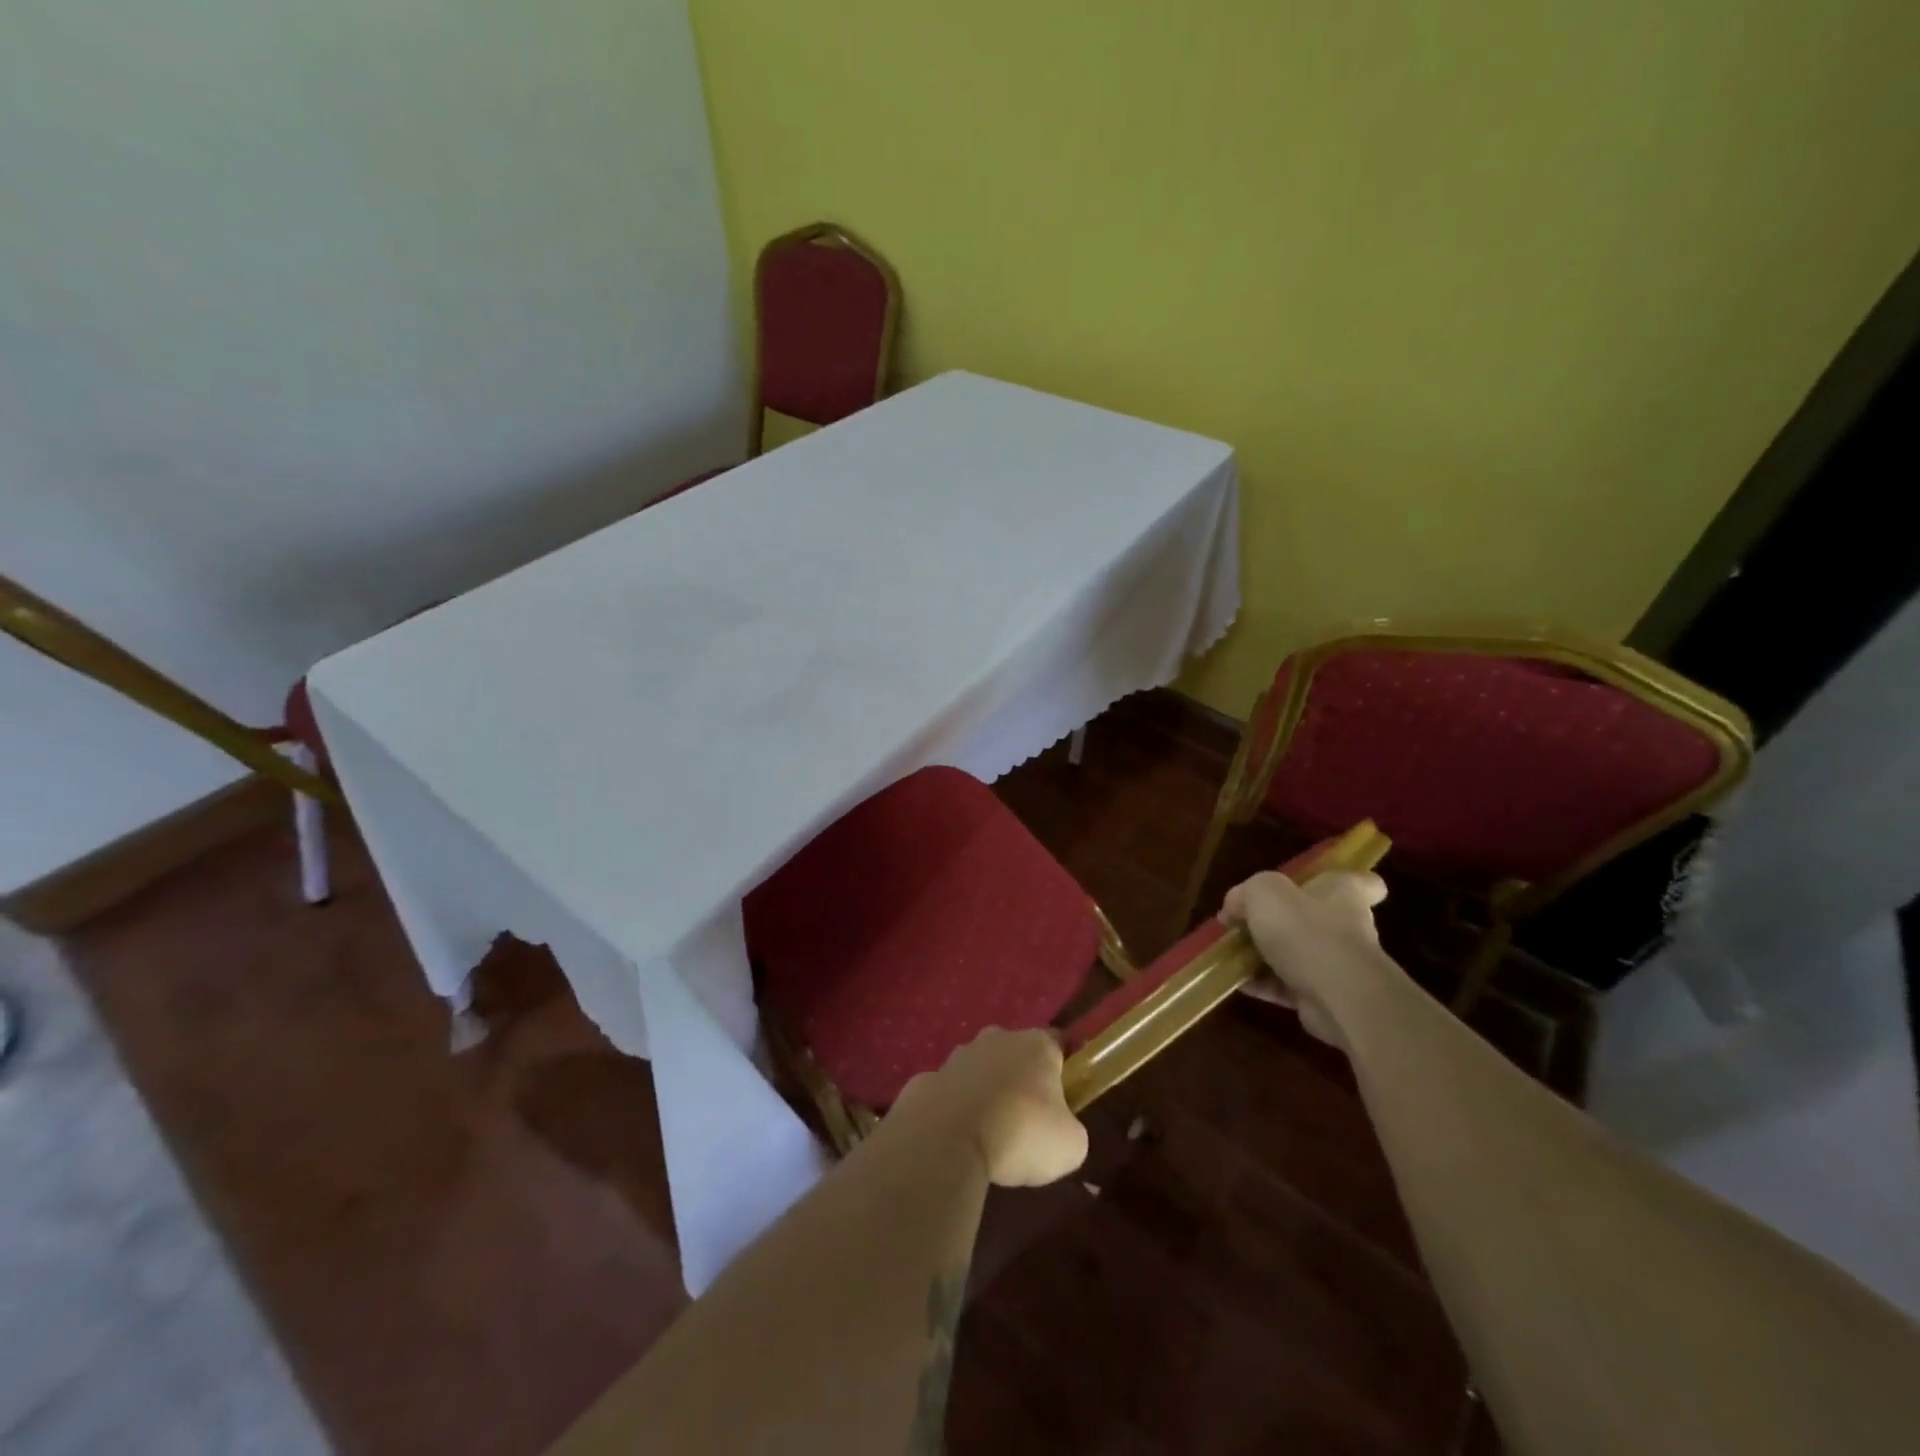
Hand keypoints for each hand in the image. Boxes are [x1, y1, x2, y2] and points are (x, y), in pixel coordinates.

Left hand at [889, 1028, 1089, 1187]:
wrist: (947, 1139)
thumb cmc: (1020, 1133)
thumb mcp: (1070, 1146)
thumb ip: (1070, 1130)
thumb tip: (1061, 1132)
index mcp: (1036, 1045)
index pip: (1058, 1044)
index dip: (1064, 1069)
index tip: (1066, 1097)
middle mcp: (997, 1038)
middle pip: (1016, 1053)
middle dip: (1021, 1079)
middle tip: (1027, 1120)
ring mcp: (958, 1055)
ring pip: (980, 1069)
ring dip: (986, 1092)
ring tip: (989, 1134)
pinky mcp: (928, 1078)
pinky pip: (950, 1092)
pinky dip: (955, 1110)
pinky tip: (957, 1138)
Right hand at [1220, 870, 1394, 1048]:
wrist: (1337, 997)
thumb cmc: (1306, 930)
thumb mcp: (1263, 893)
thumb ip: (1244, 894)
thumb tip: (1231, 910)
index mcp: (1343, 894)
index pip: (1362, 883)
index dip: (1341, 882)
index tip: (1318, 885)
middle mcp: (1347, 927)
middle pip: (1317, 918)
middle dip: (1285, 922)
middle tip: (1248, 923)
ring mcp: (1338, 965)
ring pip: (1299, 954)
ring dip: (1266, 955)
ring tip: (1231, 955)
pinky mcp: (1325, 997)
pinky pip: (1288, 986)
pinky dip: (1264, 984)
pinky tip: (1237, 981)